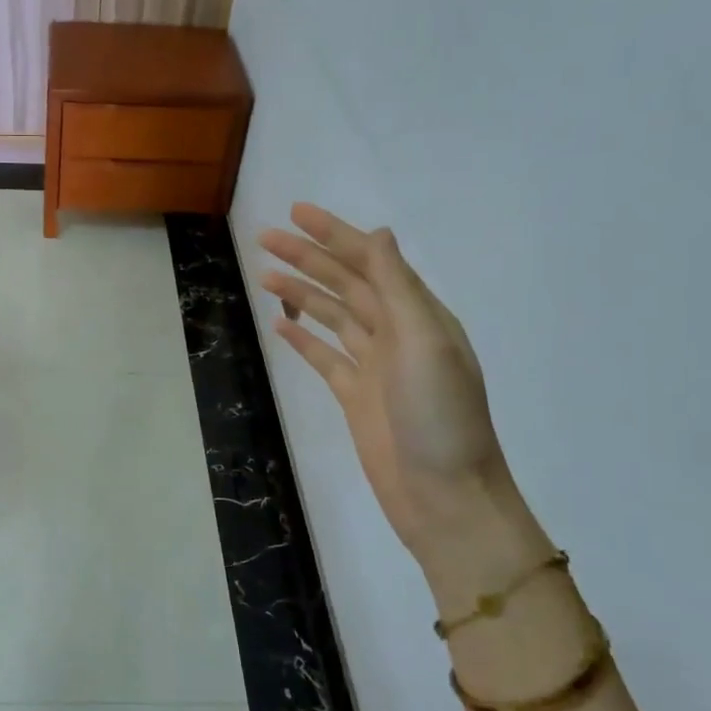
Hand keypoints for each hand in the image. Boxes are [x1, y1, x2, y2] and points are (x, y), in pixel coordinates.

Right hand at [258, 204, 545, 575]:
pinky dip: (302, 339)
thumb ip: (398, 288)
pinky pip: (324, 357)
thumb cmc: (440, 417)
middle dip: (307, 258)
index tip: (296, 213)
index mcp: (418, 315)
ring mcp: (374, 366)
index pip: (370, 261)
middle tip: (265, 238)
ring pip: (331, 316)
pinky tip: (279, 325)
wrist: (445, 497)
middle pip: (345, 284)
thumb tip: (378, 234)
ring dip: (300, 293)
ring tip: (264, 275)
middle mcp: (396, 333)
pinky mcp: (355, 396)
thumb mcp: (425, 343)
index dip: (333, 234)